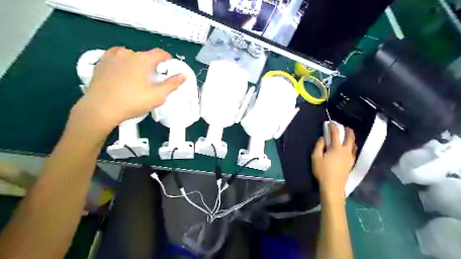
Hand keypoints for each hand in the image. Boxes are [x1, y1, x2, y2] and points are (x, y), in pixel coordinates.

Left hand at [70, 47, 184, 134]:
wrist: (100, 109)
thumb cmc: (132, 102)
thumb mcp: (158, 96)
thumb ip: (172, 84)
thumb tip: (183, 75)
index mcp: (143, 59)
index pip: (161, 53)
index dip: (168, 60)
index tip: (170, 70)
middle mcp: (127, 53)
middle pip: (146, 56)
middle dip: (152, 66)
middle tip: (154, 81)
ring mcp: (112, 56)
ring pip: (131, 57)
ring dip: (137, 64)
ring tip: (137, 79)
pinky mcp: (101, 62)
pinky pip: (117, 58)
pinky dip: (123, 64)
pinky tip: (123, 75)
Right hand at [313, 123, 355, 198]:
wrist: (333, 186)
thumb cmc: (322, 171)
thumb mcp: (316, 157)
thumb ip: (318, 146)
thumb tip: (322, 138)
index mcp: (336, 148)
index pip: (335, 134)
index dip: (333, 127)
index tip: (330, 123)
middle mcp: (345, 150)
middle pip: (349, 137)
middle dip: (347, 130)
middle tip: (345, 127)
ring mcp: (350, 157)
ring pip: (353, 144)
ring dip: (351, 138)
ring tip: (349, 136)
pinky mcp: (351, 163)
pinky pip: (354, 151)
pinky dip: (352, 146)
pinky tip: (350, 148)